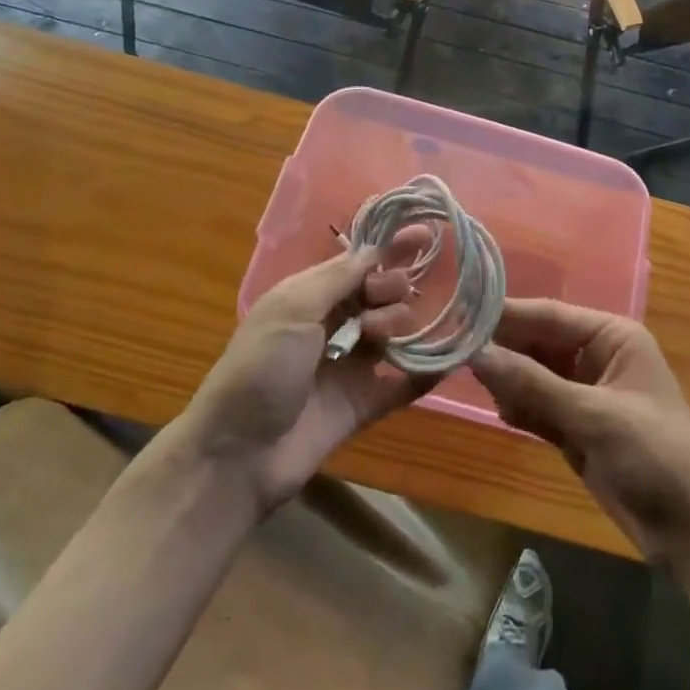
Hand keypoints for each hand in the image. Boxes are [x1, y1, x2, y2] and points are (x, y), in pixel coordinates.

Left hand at [177, 234, 434, 514]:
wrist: (238, 454)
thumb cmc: (260, 368)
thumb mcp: (293, 309)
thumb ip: (338, 278)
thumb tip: (375, 248)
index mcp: (312, 296)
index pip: (360, 262)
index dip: (391, 247)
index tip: (426, 234)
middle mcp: (334, 325)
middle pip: (382, 293)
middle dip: (391, 288)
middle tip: (378, 305)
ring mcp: (350, 365)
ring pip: (395, 332)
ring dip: (399, 325)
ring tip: (379, 339)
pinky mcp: (363, 404)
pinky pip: (403, 384)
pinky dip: (426, 373)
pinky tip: (451, 360)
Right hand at [471, 299, 689, 563]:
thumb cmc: (654, 455)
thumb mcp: (594, 416)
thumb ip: (533, 385)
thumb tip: (477, 354)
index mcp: (611, 336)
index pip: (549, 315)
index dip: (507, 315)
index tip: (459, 313)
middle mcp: (596, 356)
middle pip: (538, 343)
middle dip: (503, 349)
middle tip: (452, 349)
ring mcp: (585, 393)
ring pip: (534, 375)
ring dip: (508, 379)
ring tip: (466, 378)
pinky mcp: (577, 427)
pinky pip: (538, 406)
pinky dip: (520, 408)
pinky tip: (499, 411)